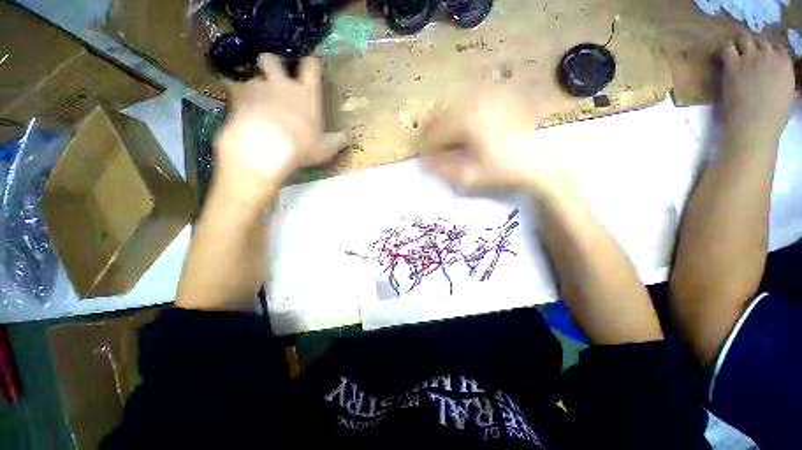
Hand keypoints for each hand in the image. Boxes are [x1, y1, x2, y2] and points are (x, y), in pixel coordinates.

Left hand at [213, 54, 347, 205]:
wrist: (264, 148)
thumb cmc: (301, 146)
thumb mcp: (326, 148)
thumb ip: (338, 141)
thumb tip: (348, 138)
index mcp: (306, 93)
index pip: (311, 66)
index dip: (313, 62)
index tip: (314, 64)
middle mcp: (281, 84)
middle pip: (271, 59)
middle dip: (272, 63)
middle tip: (275, 77)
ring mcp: (257, 90)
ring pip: (254, 78)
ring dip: (257, 87)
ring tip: (259, 104)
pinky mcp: (238, 100)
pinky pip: (238, 94)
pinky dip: (243, 102)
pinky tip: (246, 116)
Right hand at [419, 93, 574, 200]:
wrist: (535, 166)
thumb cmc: (501, 171)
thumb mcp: (468, 176)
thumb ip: (442, 168)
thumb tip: (423, 161)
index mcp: (468, 119)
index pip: (437, 131)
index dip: (427, 146)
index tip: (423, 158)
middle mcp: (477, 101)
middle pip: (443, 115)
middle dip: (433, 133)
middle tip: (430, 150)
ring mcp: (489, 98)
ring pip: (454, 108)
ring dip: (445, 124)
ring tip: (443, 141)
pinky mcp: (497, 101)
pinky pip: (469, 104)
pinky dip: (459, 116)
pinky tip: (460, 130)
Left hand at [718, 33, 794, 142]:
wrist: (755, 122)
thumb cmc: (773, 116)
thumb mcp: (787, 94)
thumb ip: (784, 79)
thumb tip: (779, 77)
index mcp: (786, 64)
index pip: (776, 47)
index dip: (767, 49)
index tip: (761, 55)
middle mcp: (770, 56)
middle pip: (759, 41)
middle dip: (752, 45)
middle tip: (745, 54)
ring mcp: (751, 58)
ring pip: (743, 40)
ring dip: (738, 45)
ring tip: (734, 54)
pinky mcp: (734, 64)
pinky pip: (727, 49)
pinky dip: (724, 51)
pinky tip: (722, 58)